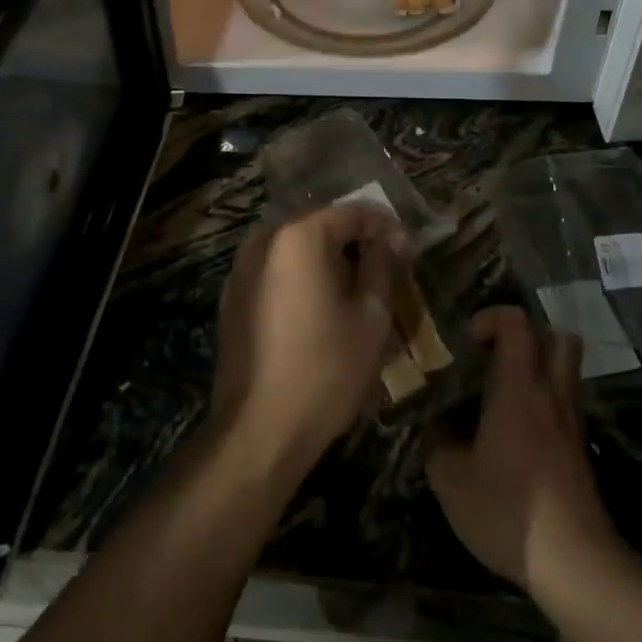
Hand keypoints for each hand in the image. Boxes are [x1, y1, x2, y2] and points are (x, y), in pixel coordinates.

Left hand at [212, 204, 407, 474]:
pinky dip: (301, 276)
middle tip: (386, 268)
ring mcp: (241, 267)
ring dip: (327, 259)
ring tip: (357, 288)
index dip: (385, 227)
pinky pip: (275, 270)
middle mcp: (263, 239)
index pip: (352, 212)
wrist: (259, 429)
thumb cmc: (326, 369)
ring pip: (295, 247)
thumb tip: (392, 239)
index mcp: (298, 235)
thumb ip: (382, 266)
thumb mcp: (371, 317)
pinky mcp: (232, 296)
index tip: (409, 251)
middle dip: (355, 241)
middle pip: (319, 224)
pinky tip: (321, 306)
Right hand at [426, 306, 615, 593]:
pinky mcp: (581, 447)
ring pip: (566, 367)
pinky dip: (545, 399)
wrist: (575, 562)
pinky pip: (566, 400)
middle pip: (555, 335)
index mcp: (518, 386)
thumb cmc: (508, 509)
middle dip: (525, 335)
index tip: (466, 344)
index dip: (489, 318)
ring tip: (504, 391)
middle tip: (493, 357)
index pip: (515, 321)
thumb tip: (433, 427)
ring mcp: (572, 419)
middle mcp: (550, 391)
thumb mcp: (451, 479)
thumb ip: (436, 442)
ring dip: (538, 365)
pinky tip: (518, 430)